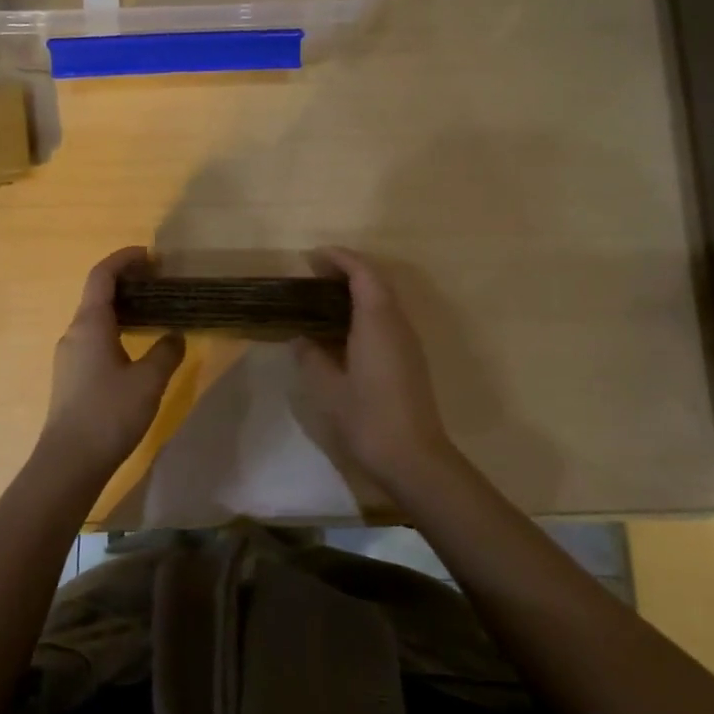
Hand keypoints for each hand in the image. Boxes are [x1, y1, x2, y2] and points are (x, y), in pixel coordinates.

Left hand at [35, 247, 185, 482]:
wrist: (68, 463)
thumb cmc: (109, 413)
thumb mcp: (149, 381)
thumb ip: (166, 352)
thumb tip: (175, 335)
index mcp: (90, 324)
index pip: (103, 275)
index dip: (124, 259)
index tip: (151, 255)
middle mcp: (74, 333)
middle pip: (97, 294)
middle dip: (127, 282)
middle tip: (160, 283)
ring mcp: (69, 356)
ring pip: (95, 319)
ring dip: (122, 308)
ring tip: (153, 313)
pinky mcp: (70, 377)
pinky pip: (93, 339)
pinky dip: (115, 329)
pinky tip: (136, 348)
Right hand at [294, 247, 460, 489]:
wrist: (414, 457)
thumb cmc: (368, 418)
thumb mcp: (328, 388)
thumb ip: (311, 357)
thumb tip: (299, 338)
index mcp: (376, 321)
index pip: (362, 273)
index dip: (339, 258)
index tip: (313, 256)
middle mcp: (397, 323)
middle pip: (377, 281)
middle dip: (348, 269)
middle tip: (315, 272)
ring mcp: (407, 341)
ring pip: (385, 299)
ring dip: (359, 289)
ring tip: (324, 296)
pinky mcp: (410, 358)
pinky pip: (388, 318)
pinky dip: (366, 309)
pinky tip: (344, 328)